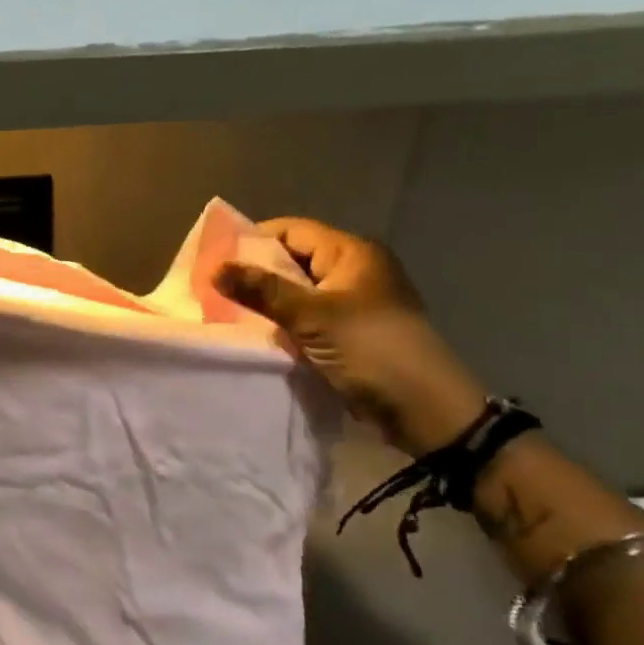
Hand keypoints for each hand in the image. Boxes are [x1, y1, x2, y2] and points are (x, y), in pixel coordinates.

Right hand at [219, 218, 486, 456]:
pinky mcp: (352, 334)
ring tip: (228, 312)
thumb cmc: (372, 350)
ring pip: (299, 293)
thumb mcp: (312, 317)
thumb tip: (215, 269)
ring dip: (269, 303)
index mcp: (352, 253)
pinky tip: (258, 334)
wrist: (428, 413)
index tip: (216, 259)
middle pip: (294, 260)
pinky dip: (286, 324)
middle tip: (216, 288)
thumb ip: (262, 290)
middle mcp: (354, 271)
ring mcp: (355, 304)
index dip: (253, 240)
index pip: (291, 230)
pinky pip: (309, 319)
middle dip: (256, 274)